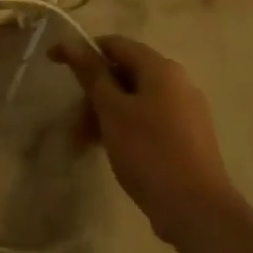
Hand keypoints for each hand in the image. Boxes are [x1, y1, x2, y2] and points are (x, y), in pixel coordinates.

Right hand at [49, 34, 239, 244]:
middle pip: (125, 72)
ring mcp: (185, 110)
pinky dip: (125, 127)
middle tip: (73, 121)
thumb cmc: (149, 152)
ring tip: (85, 142)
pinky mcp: (187, 136)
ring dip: (105, 113)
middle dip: (94, 92)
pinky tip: (111, 150)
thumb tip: (71, 42)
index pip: (115, 44)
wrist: (197, 210)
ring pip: (135, 99)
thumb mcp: (112, 110)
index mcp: (160, 68)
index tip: (54, 65)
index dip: (82, 51)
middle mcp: (177, 81)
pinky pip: (149, 119)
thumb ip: (92, 74)